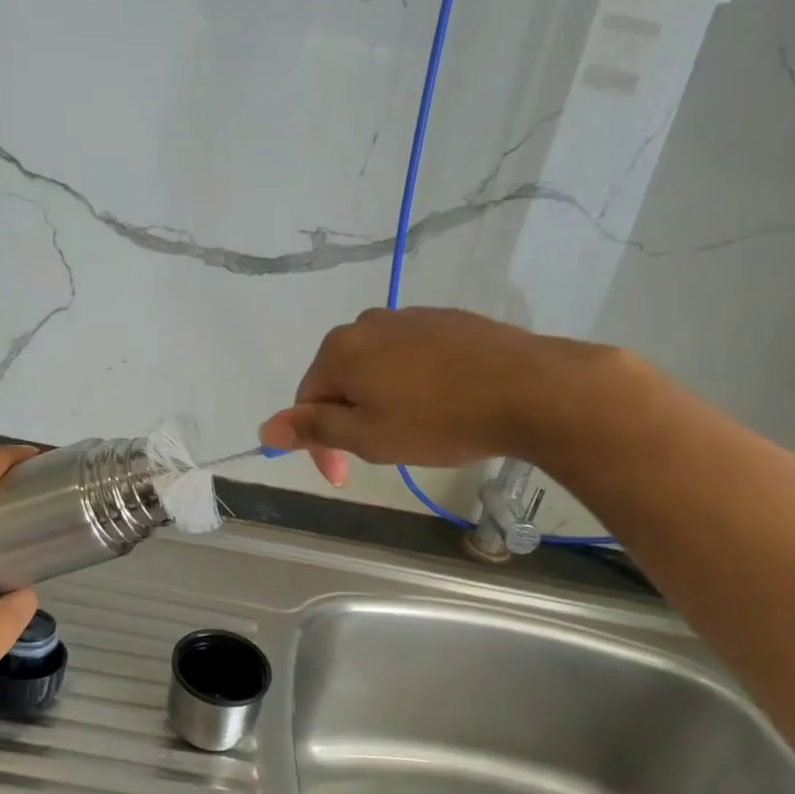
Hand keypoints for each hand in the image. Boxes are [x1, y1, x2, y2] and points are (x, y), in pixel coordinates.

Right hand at [259, 308, 610, 481]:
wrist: (529, 388)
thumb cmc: (438, 420)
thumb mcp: (367, 436)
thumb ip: (313, 429)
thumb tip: (265, 429)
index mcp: (340, 349)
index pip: (307, 400)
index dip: (319, 444)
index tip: (344, 477)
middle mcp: (368, 323)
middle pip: (341, 380)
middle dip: (352, 419)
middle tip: (383, 452)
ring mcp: (411, 317)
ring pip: (378, 367)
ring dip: (383, 400)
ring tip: (417, 430)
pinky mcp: (447, 320)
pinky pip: (413, 355)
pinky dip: (415, 382)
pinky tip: (444, 403)